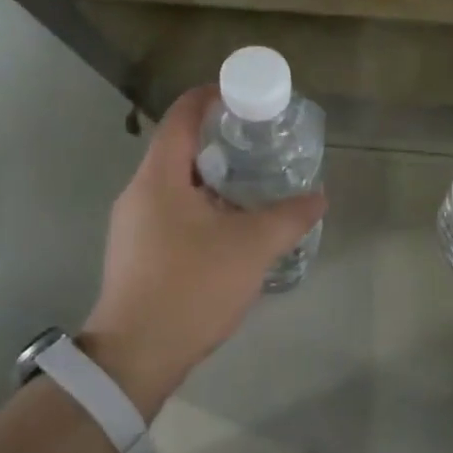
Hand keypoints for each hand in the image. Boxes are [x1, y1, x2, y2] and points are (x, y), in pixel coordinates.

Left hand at [81, 86, 326, 417]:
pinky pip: (171, 211)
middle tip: (261, 143)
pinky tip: (231, 227)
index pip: (183, 115)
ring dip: (213, 177)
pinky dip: (202, 206)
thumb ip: (289, 217)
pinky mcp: (136, 252)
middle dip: (221, 140)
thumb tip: (319, 197)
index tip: (247, 96)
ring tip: (254, 183)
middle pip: (179, 147)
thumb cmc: (192, 287)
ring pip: (176, 183)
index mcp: (159, 177)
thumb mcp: (252, 248)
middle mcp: (139, 192)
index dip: (213, 96)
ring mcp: (133, 224)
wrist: (136, 356)